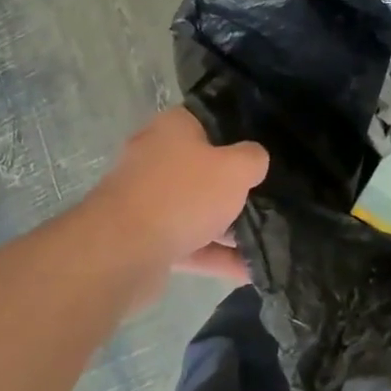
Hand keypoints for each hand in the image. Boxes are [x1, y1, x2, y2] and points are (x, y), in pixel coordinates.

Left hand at [89, 108, 267, 288]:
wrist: (121, 253)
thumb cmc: (183, 194)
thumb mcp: (236, 168)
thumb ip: (253, 158)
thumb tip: (255, 159)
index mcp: (173, 129)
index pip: (210, 119)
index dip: (238, 131)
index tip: (264, 148)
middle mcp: (156, 159)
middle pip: (204, 168)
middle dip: (235, 185)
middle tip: (270, 194)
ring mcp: (147, 201)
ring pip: (197, 209)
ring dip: (229, 227)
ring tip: (268, 238)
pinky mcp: (144, 240)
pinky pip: (189, 244)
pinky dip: (216, 256)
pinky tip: (249, 270)